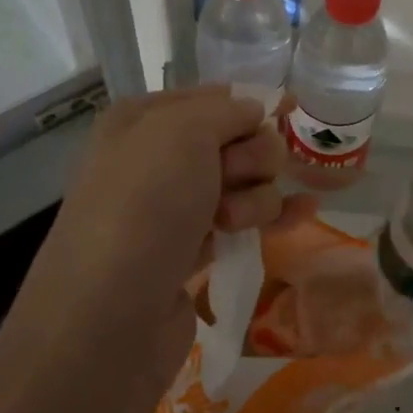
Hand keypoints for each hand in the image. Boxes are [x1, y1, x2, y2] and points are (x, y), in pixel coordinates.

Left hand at [5, 87, 293, 391]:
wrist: (108, 315)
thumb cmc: (144, 205)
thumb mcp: (183, 132)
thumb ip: (227, 110)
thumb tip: (253, 111)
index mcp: (142, 120)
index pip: (213, 97)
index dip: (253, 103)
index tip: (292, 109)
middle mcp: (155, 159)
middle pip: (235, 141)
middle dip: (251, 156)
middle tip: (234, 178)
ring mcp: (172, 208)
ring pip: (243, 183)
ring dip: (255, 196)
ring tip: (231, 222)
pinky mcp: (190, 251)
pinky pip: (241, 222)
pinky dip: (270, 217)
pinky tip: (304, 214)